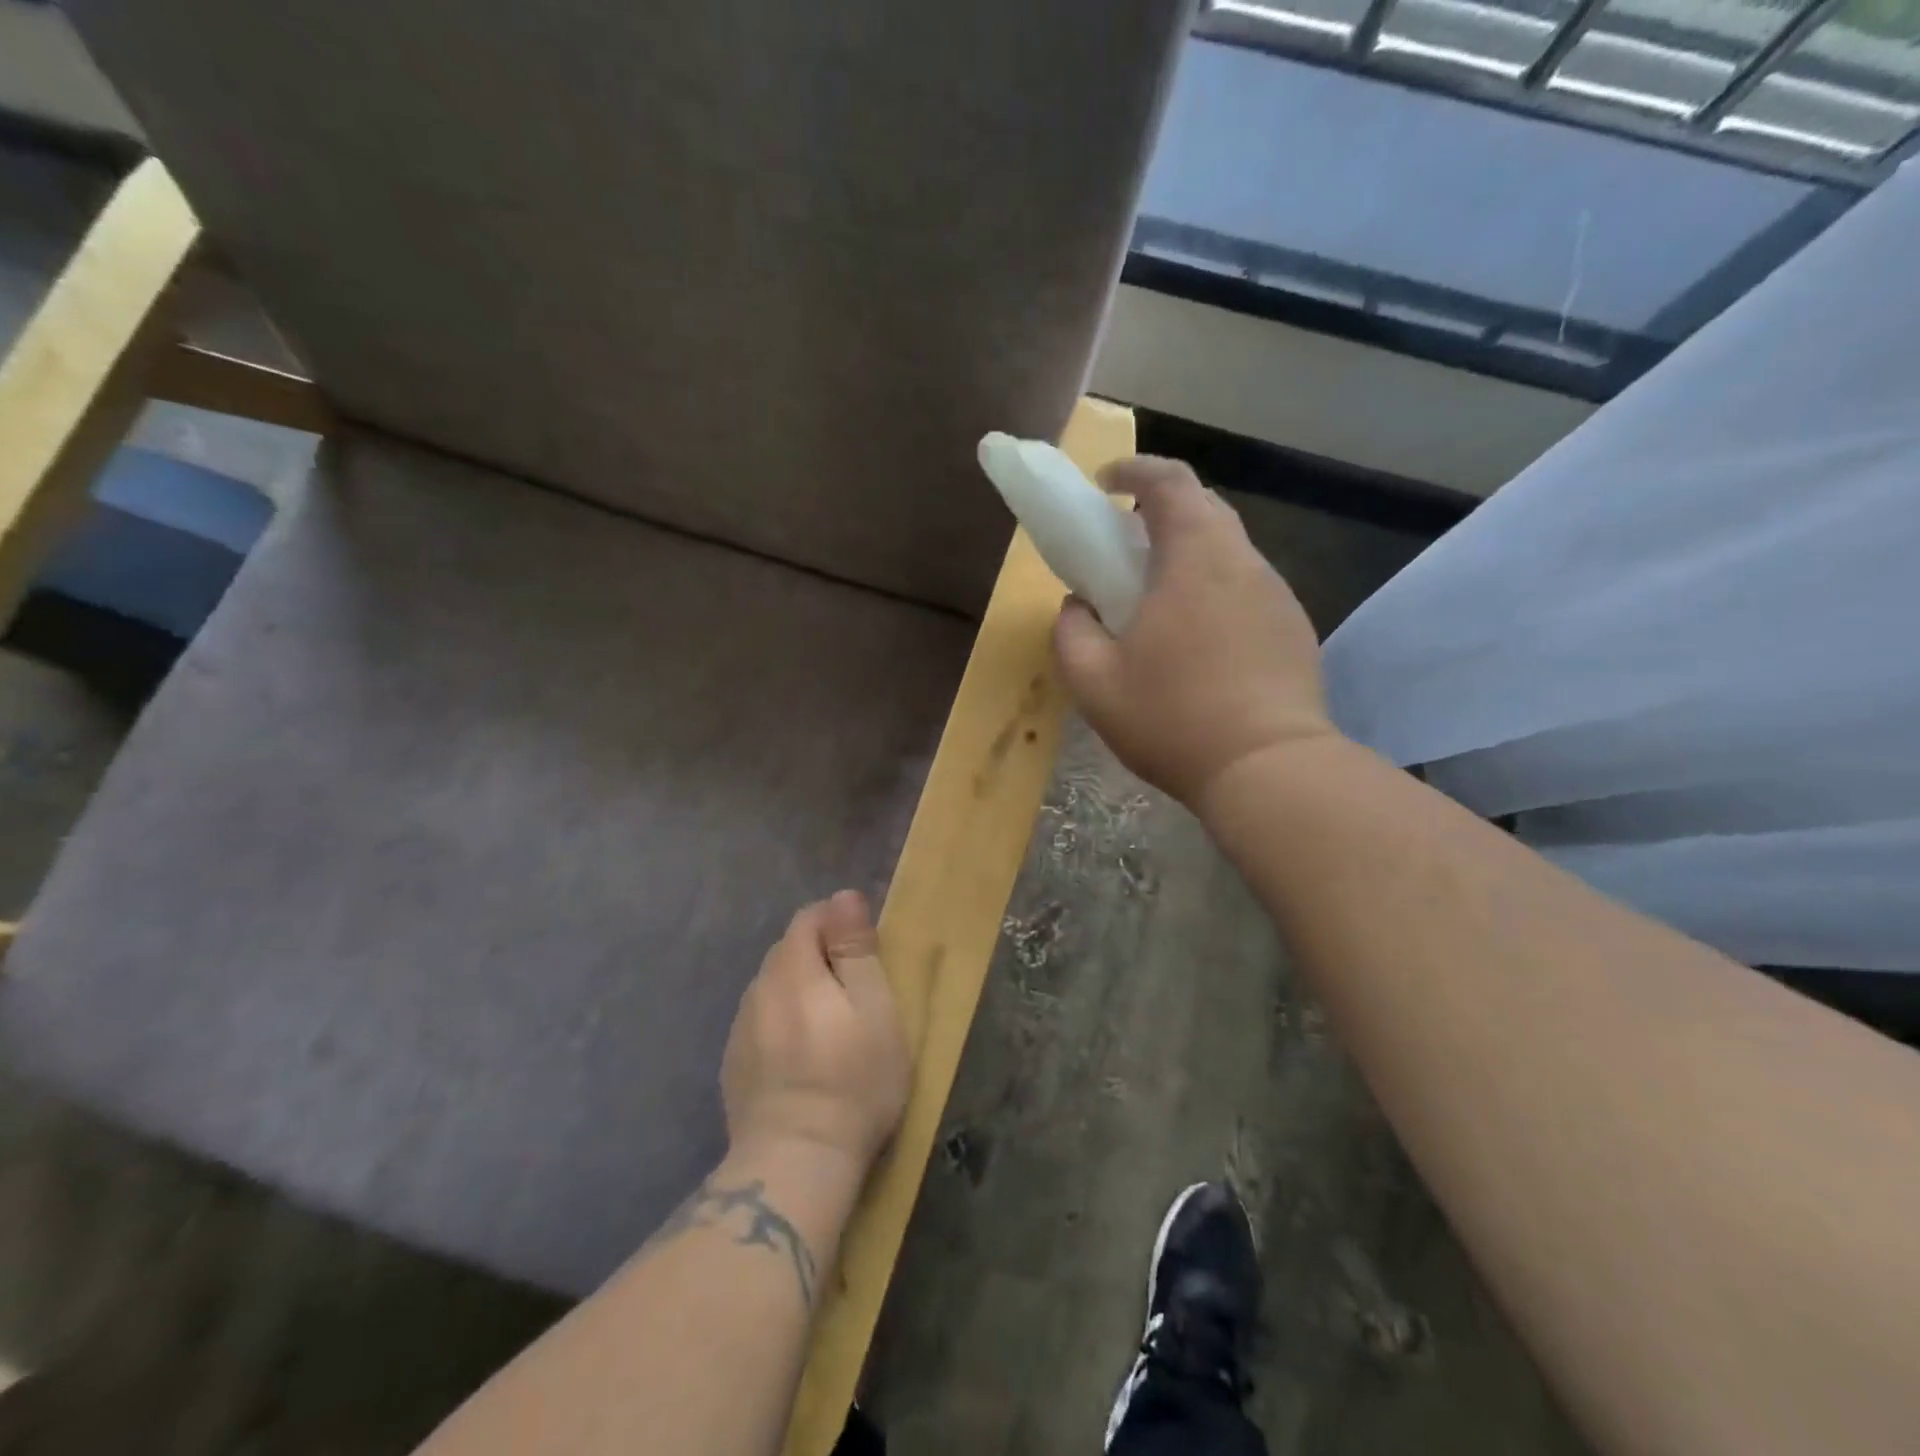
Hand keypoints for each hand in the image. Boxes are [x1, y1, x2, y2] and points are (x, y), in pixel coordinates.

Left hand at [721, 891, 911, 1172]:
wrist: (794, 1164)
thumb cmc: (852, 1081)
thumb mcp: (874, 1008)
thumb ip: (856, 948)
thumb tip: (843, 895)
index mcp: (792, 970)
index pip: (808, 918)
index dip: (838, 923)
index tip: (865, 951)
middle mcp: (757, 990)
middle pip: (788, 951)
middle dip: (820, 956)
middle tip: (856, 992)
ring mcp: (739, 1029)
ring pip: (773, 988)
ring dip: (800, 991)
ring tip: (830, 1026)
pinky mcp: (733, 1065)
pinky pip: (760, 1022)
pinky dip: (783, 1023)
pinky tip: (802, 1057)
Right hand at [1053, 456, 1339, 814]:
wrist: (1268, 769)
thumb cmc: (1172, 718)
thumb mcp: (1093, 682)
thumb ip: (1071, 632)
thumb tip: (1078, 606)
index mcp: (1194, 558)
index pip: (1170, 481)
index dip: (1135, 470)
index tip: (1106, 483)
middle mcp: (1243, 562)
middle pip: (1204, 509)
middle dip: (1160, 511)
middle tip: (1125, 545)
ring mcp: (1277, 595)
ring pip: (1229, 551)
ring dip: (1190, 555)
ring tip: (1159, 601)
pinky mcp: (1294, 629)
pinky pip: (1248, 589)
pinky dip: (1216, 591)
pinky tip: (1199, 642)